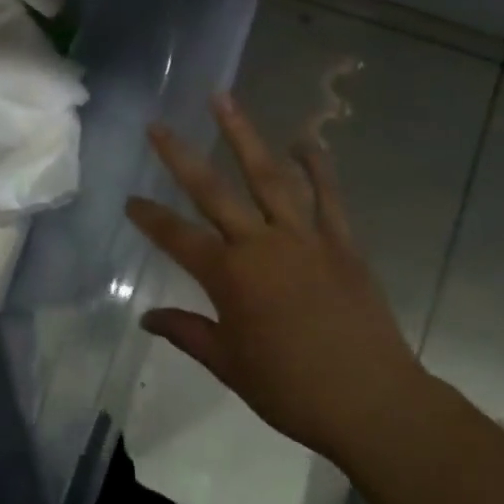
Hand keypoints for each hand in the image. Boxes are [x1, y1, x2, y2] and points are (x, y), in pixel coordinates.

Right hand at [126, 93, 427, 460]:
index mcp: (229, 276)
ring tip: (223, 99)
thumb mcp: (229, 365)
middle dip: (179, 156)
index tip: (130, 201)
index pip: (176, 236)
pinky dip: (317, 166)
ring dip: (243, 135)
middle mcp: (260, 244)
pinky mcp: (341, 242)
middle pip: (212, 190)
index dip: (149, 217)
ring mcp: (303, 237)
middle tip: (157, 126)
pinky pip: (328, 196)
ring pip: (267, 175)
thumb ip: (186, 332)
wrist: (373, 404)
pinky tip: (304, 141)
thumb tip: (146, 318)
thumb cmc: (292, 390)